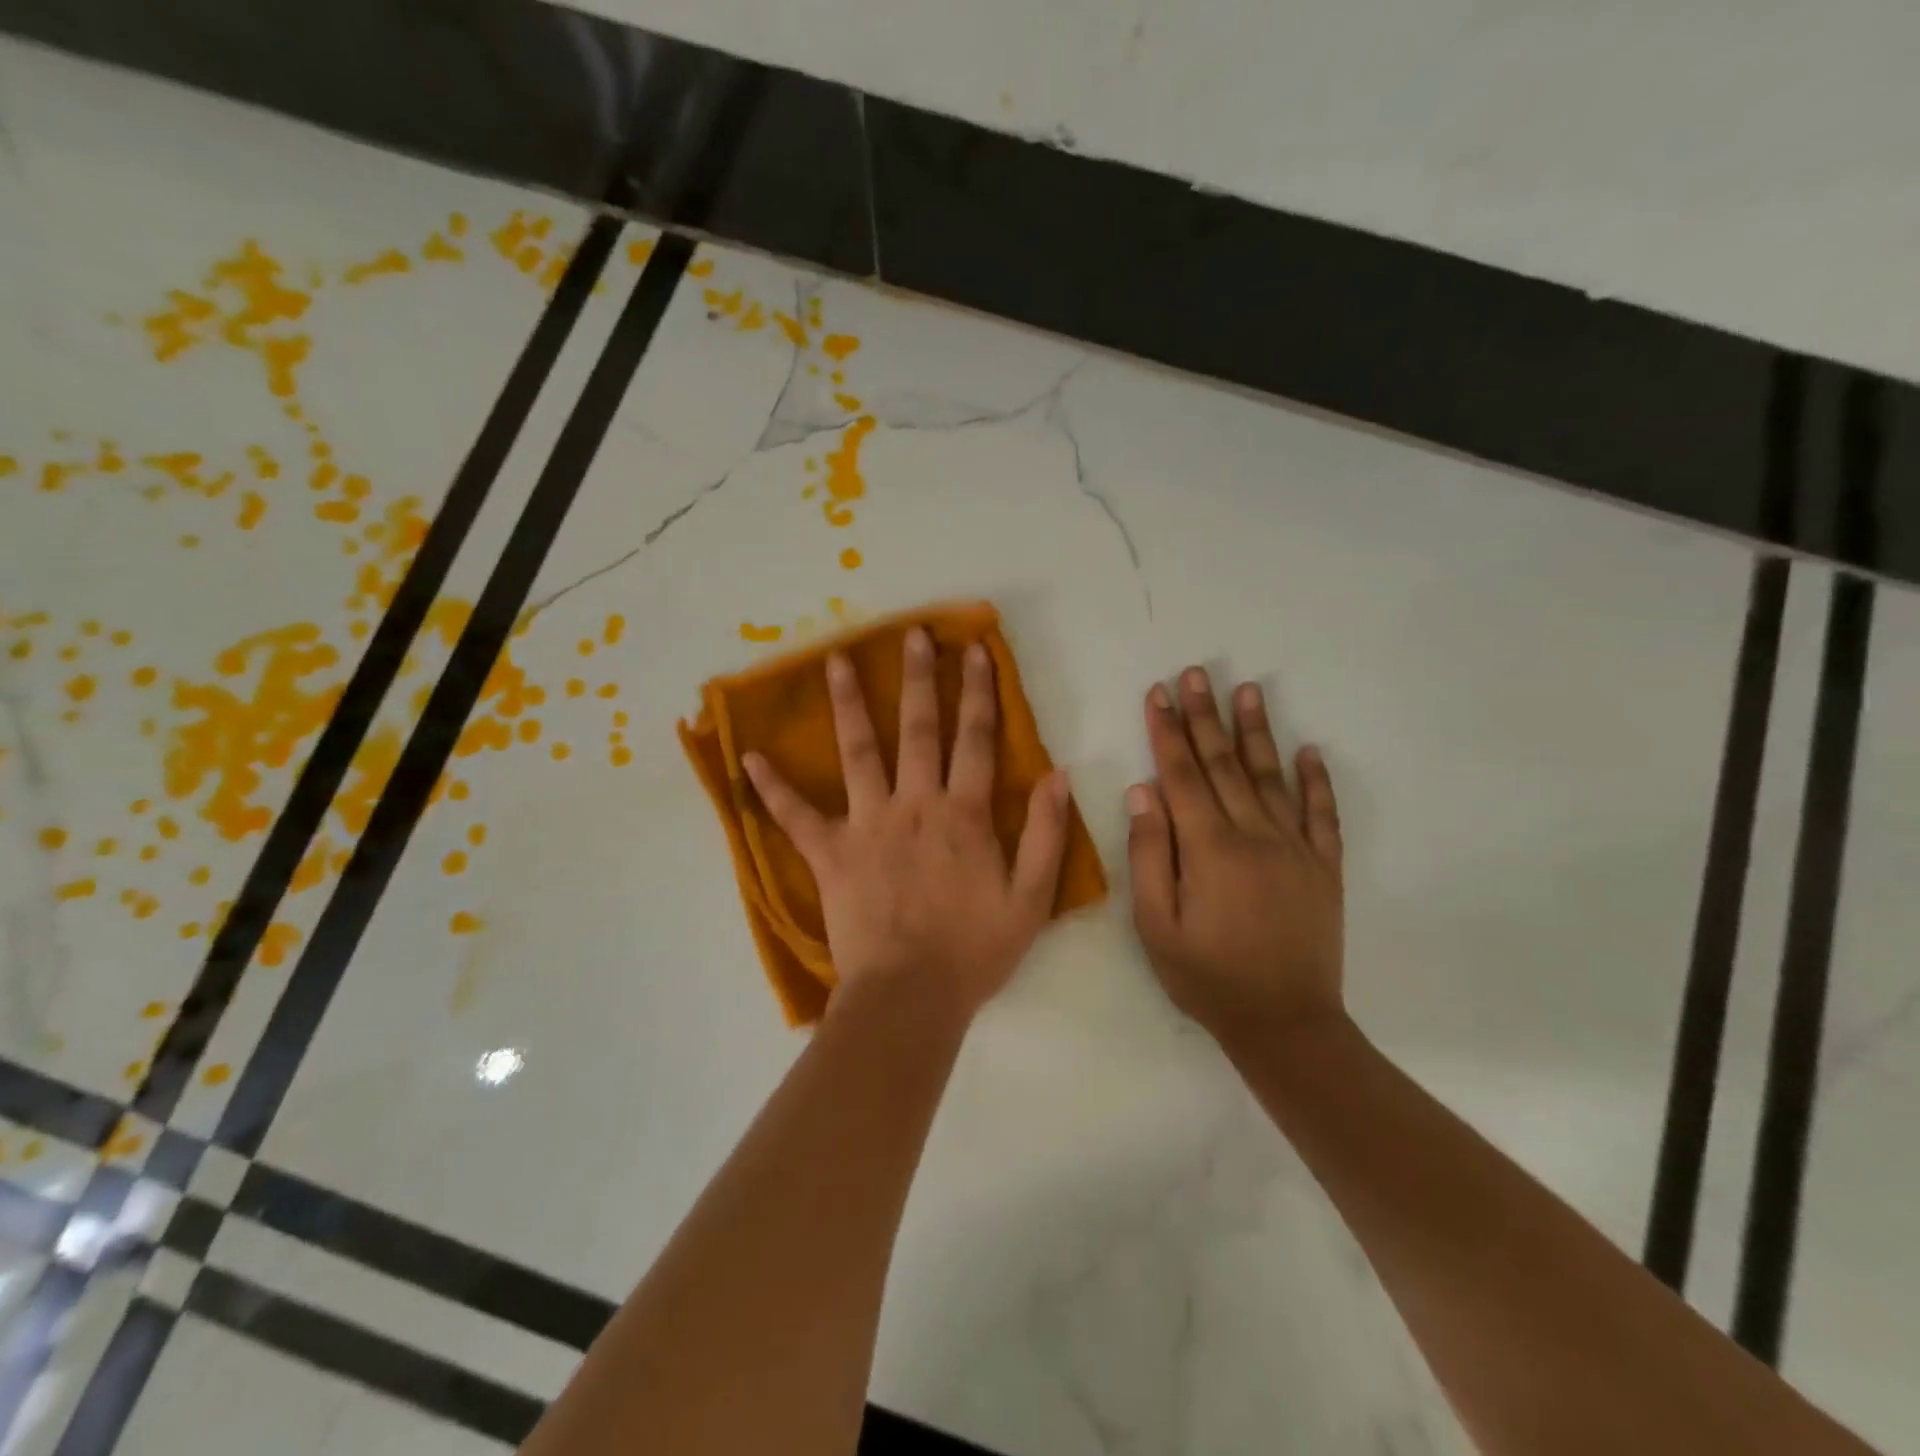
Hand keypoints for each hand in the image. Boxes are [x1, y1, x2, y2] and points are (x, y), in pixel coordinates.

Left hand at [743, 628, 1072, 1025]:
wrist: (911, 996)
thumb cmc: (974, 951)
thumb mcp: (1031, 898)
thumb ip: (1048, 834)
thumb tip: (1058, 775)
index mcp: (964, 814)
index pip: (976, 740)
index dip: (979, 692)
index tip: (974, 650)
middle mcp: (915, 805)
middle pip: (918, 730)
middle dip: (918, 679)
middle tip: (912, 635)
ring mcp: (868, 825)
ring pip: (857, 753)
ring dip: (849, 705)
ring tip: (836, 662)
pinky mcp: (831, 854)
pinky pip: (796, 817)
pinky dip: (773, 788)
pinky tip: (749, 758)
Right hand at [1127, 667, 1345, 1048]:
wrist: (1285, 1024)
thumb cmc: (1207, 977)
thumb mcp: (1155, 925)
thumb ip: (1148, 854)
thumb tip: (1143, 792)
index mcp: (1209, 848)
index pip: (1182, 774)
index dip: (1167, 731)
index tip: (1159, 693)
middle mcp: (1255, 835)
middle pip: (1224, 764)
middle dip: (1206, 715)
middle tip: (1196, 673)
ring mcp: (1296, 848)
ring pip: (1272, 777)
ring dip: (1257, 731)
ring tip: (1249, 689)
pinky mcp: (1324, 868)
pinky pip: (1323, 814)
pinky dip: (1316, 780)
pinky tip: (1309, 750)